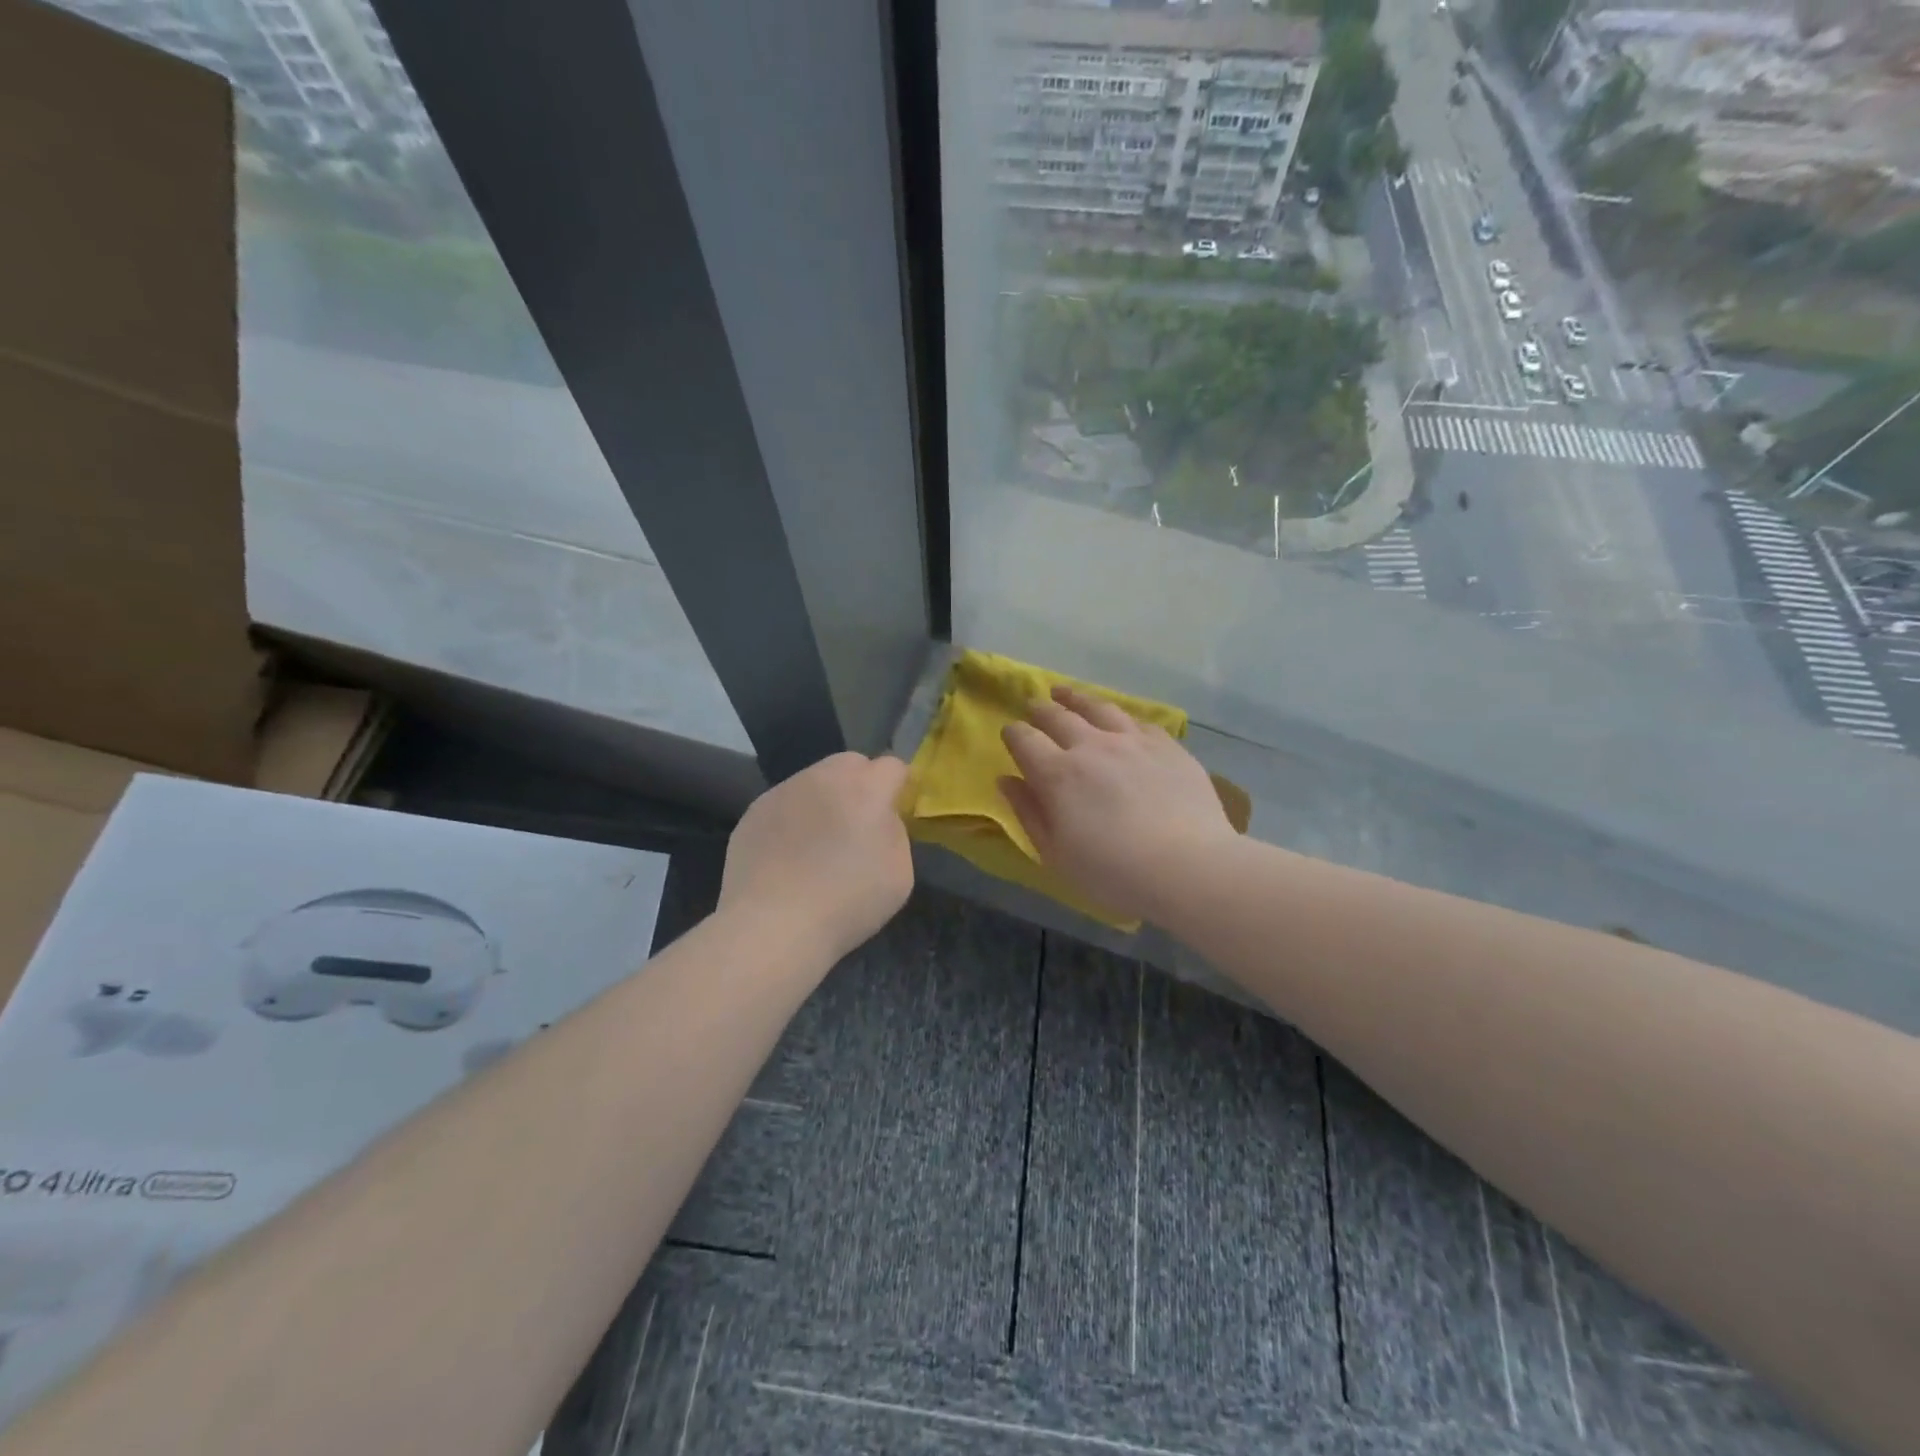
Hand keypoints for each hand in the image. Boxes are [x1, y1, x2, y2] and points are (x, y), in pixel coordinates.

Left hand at [719, 752, 913, 964]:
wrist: (774, 926)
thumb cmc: (848, 903)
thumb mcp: (900, 874)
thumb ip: (895, 833)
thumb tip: (881, 819)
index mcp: (866, 789)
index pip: (892, 766)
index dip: (898, 786)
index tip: (896, 810)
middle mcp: (823, 777)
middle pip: (850, 763)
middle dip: (860, 784)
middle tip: (858, 823)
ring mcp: (784, 791)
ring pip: (814, 780)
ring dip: (824, 799)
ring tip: (818, 842)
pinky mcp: (754, 811)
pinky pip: (784, 804)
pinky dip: (793, 819)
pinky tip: (789, 855)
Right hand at [1000, 687, 1234, 926]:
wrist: (1188, 867)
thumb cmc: (1113, 872)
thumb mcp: (1056, 854)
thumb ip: (1029, 813)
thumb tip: (1007, 780)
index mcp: (1058, 773)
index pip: (1024, 740)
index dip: (1013, 734)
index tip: (1010, 735)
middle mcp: (1092, 746)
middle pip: (1058, 716)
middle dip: (1041, 710)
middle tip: (1035, 707)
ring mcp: (1132, 741)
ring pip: (1098, 707)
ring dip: (1077, 698)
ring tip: (1066, 693)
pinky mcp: (1167, 746)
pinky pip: (1139, 721)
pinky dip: (1122, 718)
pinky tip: (1121, 720)